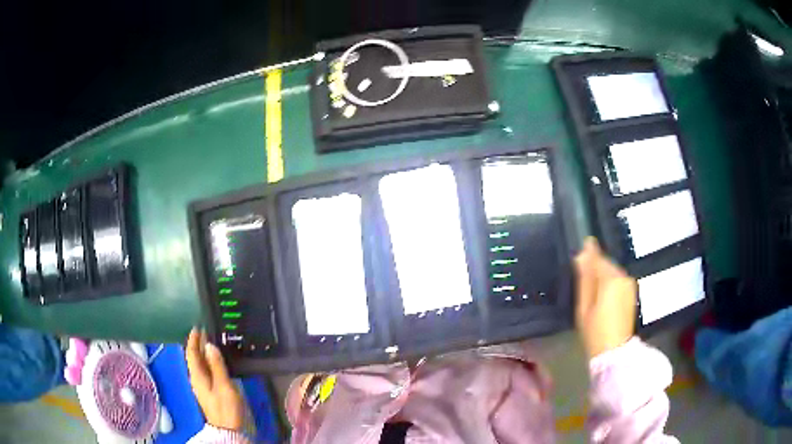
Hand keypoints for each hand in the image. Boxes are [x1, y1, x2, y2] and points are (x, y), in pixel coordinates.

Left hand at [186, 328, 244, 430]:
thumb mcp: (223, 385)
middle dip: (199, 344)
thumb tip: (209, 345)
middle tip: (208, 331)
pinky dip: (209, 362)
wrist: (228, 428)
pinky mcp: (209, 391)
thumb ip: (217, 365)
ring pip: (200, 364)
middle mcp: (196, 378)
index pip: (191, 352)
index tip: (198, 326)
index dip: (193, 339)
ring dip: (204, 353)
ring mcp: (202, 385)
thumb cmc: (225, 407)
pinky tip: (218, 361)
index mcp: (197, 375)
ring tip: (213, 342)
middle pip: (194, 357)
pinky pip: (206, 370)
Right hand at [574, 238, 636, 358]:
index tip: (578, 254)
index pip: (598, 257)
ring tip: (590, 288)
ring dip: (602, 275)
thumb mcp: (584, 306)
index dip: (588, 254)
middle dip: (595, 266)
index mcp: (611, 278)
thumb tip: (581, 254)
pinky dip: (610, 283)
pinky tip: (602, 295)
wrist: (614, 351)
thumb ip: (585, 278)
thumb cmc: (595, 330)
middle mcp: (623, 276)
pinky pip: (618, 280)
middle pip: (607, 264)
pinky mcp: (632, 293)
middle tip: (581, 276)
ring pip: (613, 272)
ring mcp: (630, 285)